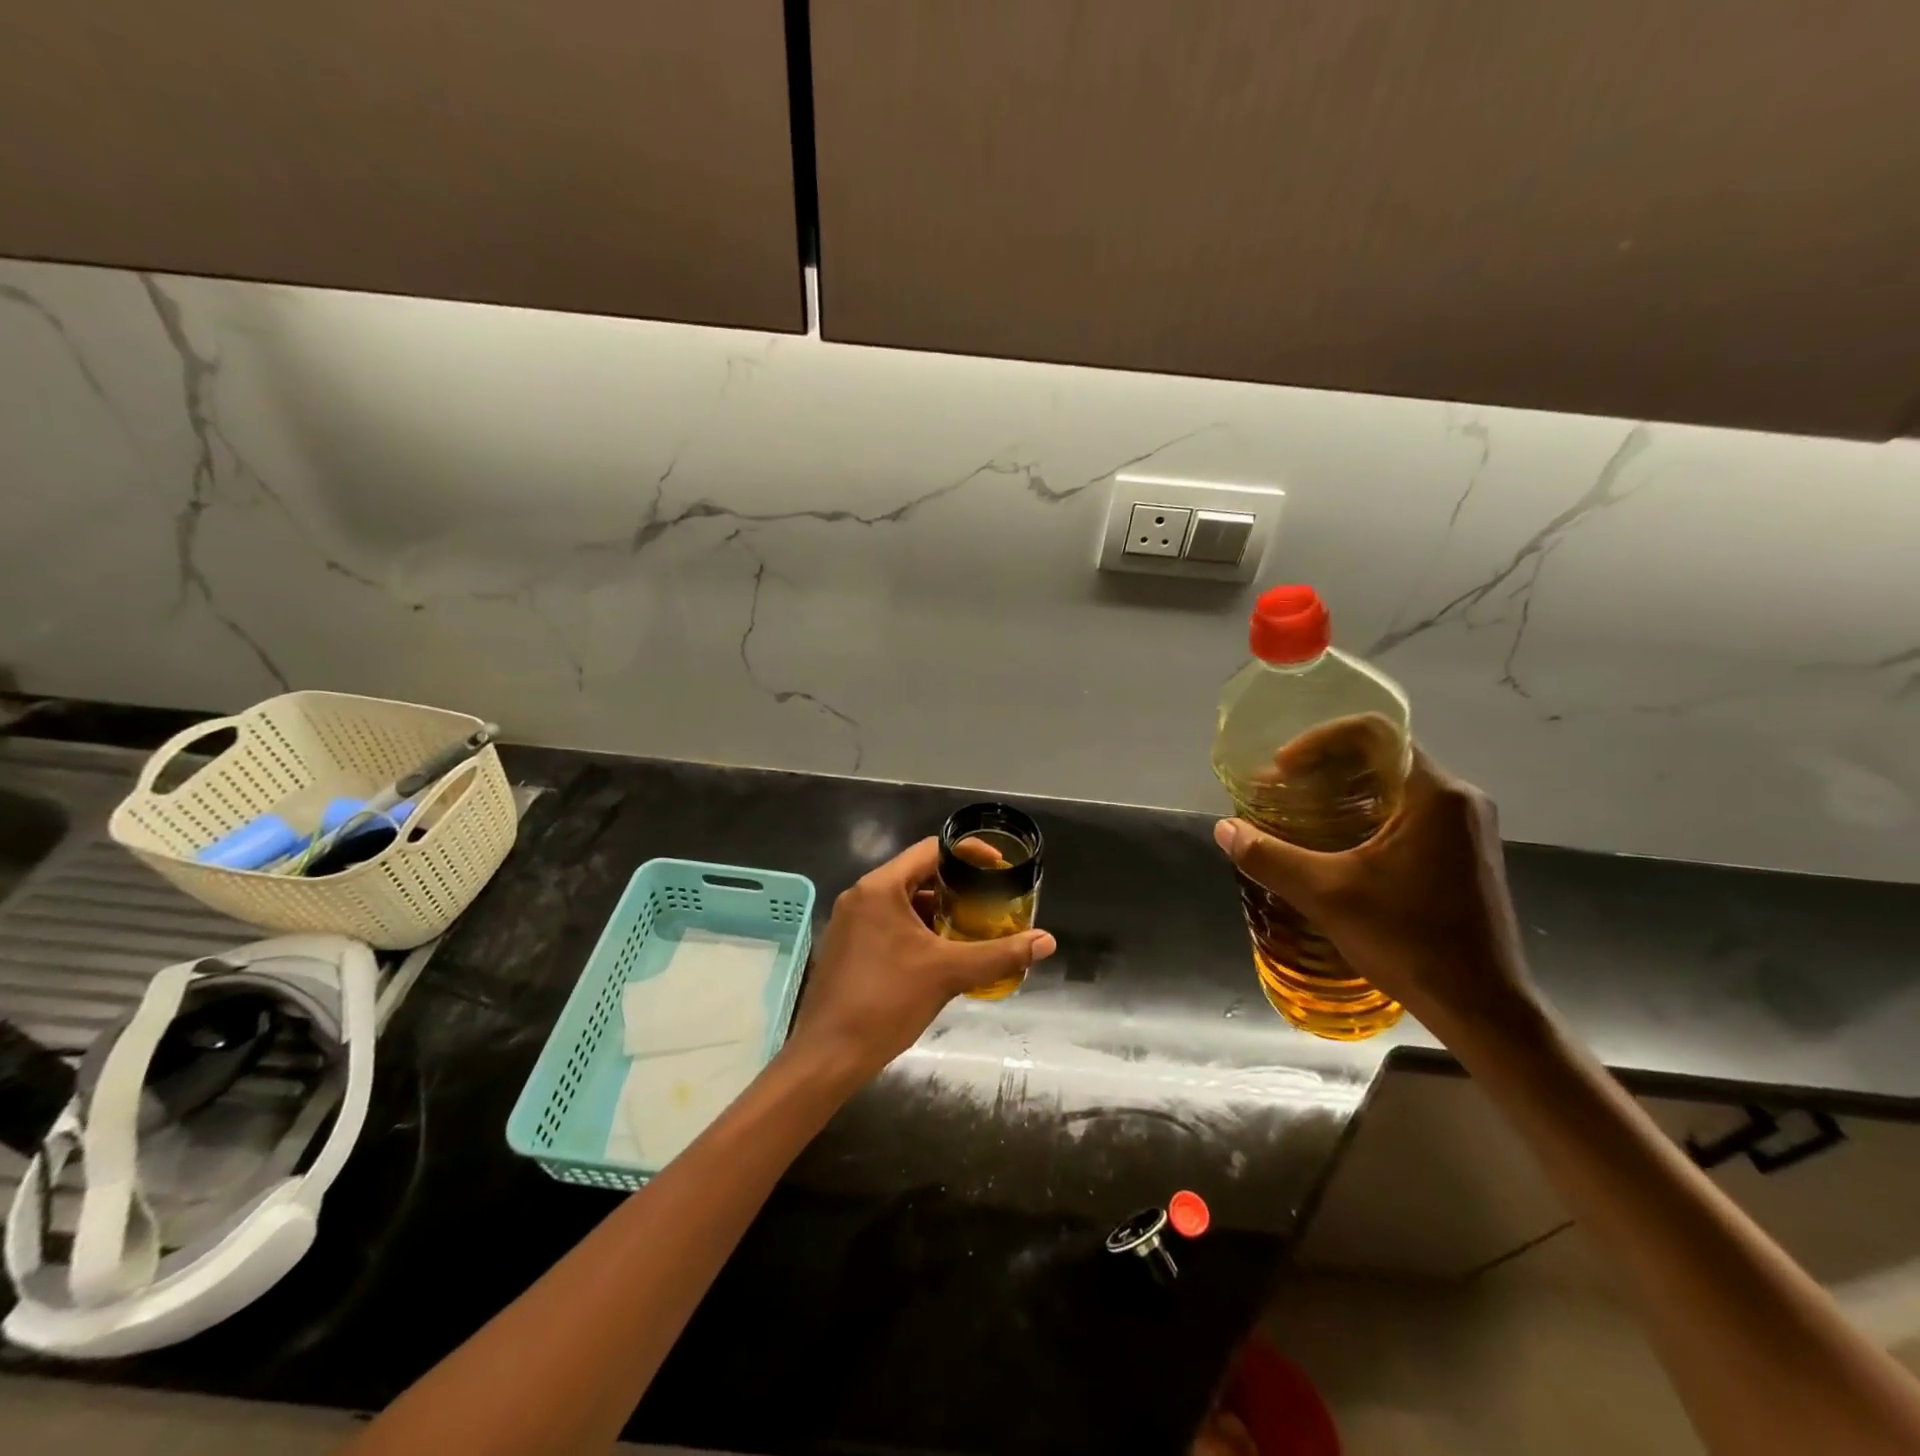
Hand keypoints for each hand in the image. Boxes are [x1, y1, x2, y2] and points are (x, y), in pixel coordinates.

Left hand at [786, 837, 1056, 1081]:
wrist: (828, 1055)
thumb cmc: (886, 1002)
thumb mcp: (948, 974)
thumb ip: (999, 954)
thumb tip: (1046, 941)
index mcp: (880, 888)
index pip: (931, 850)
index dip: (969, 854)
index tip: (998, 867)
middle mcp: (861, 895)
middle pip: (917, 874)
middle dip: (956, 886)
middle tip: (990, 900)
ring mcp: (849, 921)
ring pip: (902, 900)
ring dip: (937, 910)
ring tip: (972, 926)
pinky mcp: (846, 945)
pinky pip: (888, 922)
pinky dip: (916, 928)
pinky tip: (940, 953)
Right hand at [1213, 744, 1534, 1033]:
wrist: (1482, 1009)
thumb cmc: (1410, 941)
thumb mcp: (1327, 896)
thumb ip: (1270, 857)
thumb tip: (1224, 829)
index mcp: (1436, 794)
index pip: (1374, 733)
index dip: (1319, 739)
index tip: (1282, 769)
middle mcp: (1458, 799)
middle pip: (1382, 755)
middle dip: (1324, 765)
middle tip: (1281, 790)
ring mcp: (1466, 827)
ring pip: (1394, 784)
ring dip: (1343, 790)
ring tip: (1298, 813)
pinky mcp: (1463, 852)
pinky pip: (1406, 810)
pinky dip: (1365, 812)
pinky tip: (1334, 842)